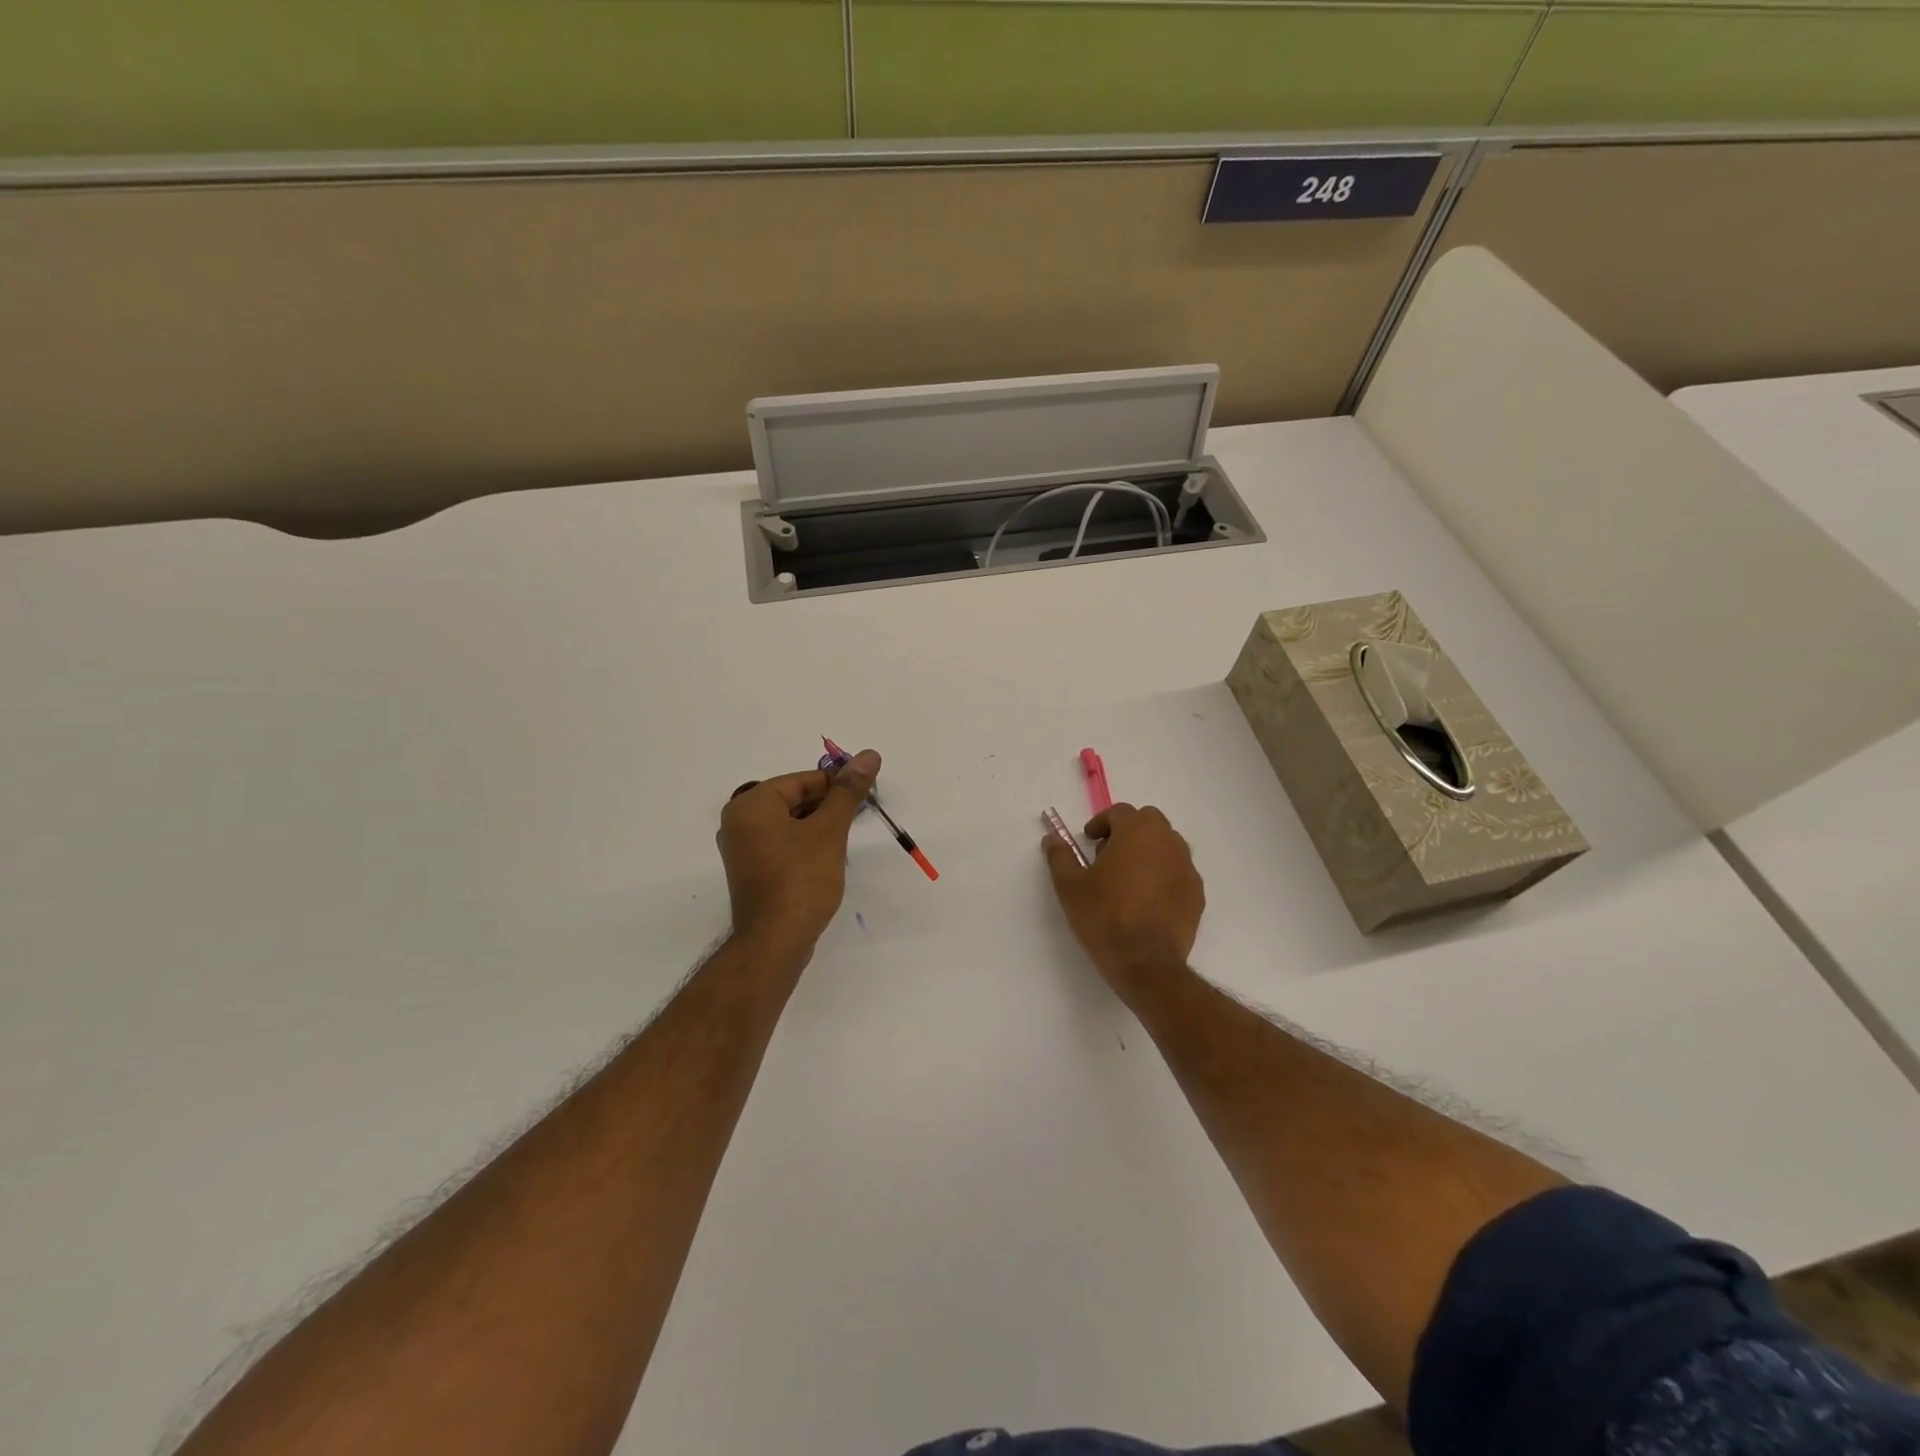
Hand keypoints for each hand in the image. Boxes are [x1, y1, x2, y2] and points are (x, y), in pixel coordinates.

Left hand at [718, 749, 881, 952]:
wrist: (775, 942)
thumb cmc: (801, 879)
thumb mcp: (829, 830)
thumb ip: (848, 791)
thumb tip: (868, 755)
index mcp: (751, 804)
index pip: (801, 781)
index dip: (836, 783)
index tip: (865, 792)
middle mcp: (738, 822)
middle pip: (792, 799)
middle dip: (827, 803)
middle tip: (860, 813)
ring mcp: (742, 849)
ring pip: (787, 823)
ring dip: (817, 824)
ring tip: (847, 834)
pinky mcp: (751, 872)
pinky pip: (781, 844)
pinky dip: (804, 843)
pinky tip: (827, 855)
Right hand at [1042, 803, 1204, 994]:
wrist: (1146, 963)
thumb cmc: (1104, 917)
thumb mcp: (1070, 886)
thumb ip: (1060, 856)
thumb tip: (1052, 839)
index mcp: (1136, 833)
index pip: (1120, 812)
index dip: (1101, 823)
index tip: (1088, 841)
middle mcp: (1167, 842)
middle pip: (1149, 821)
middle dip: (1128, 831)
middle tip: (1108, 855)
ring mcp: (1187, 867)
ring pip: (1167, 845)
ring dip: (1147, 851)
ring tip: (1128, 878)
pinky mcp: (1197, 893)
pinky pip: (1178, 871)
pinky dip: (1163, 874)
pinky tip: (1147, 899)